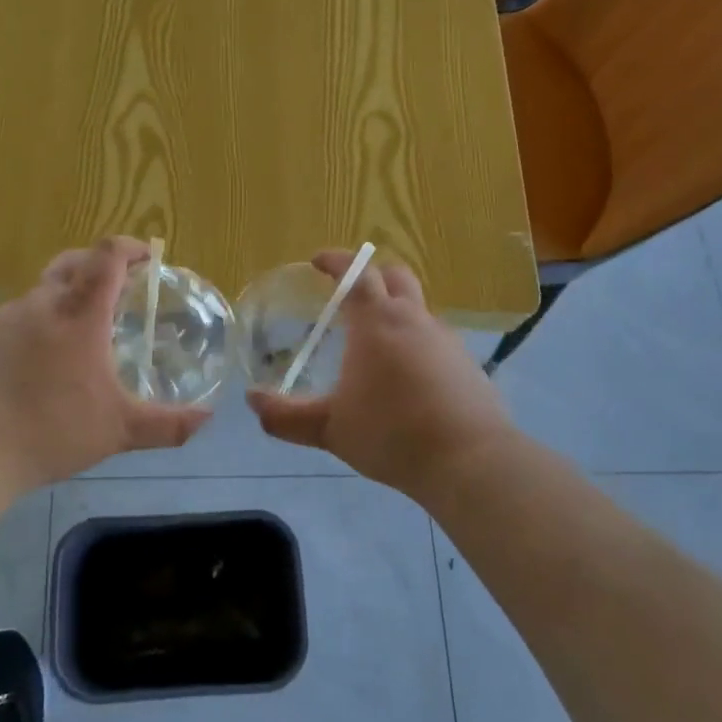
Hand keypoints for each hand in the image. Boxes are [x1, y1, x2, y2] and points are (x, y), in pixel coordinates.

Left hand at [0, 238, 210, 490]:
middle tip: (119, 288)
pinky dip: (40, 322)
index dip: (130, 247)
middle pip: (73, 262)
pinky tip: (43, 359)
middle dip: (100, 265)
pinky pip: (18, 316)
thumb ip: (168, 425)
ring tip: (83, 330)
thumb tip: (207, 420)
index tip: (148, 258)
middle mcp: (41, 304)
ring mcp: (5, 318)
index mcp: (79, 314)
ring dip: (68, 295)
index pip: (107, 257)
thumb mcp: (119, 431)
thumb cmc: (52, 431)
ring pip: (43, 290)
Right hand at [245, 251, 517, 507]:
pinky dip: (416, 342)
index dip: (336, 261)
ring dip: (395, 311)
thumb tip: (252, 401)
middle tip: (349, 295)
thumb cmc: (392, 434)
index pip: (356, 273)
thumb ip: (286, 416)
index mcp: (378, 322)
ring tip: (374, 343)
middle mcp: (414, 320)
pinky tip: (407, 376)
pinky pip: (435, 338)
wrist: (468, 460)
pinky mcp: (467, 363)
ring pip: (418, 308)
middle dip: (371, 275)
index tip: (318, 261)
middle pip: (396, 276)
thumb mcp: (329, 429)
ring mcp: (447, 339)